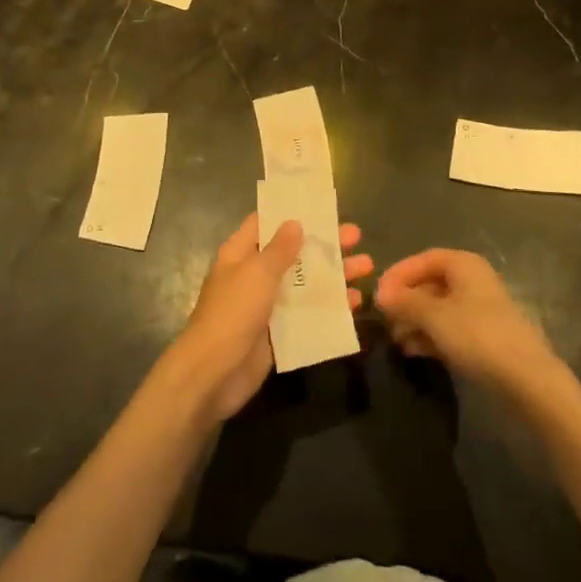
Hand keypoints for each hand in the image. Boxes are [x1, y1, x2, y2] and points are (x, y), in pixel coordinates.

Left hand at [162, 214, 370, 426]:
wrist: (213, 374)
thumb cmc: (233, 313)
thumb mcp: (257, 273)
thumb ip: (279, 249)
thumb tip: (295, 222)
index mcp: (241, 254)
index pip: (265, 223)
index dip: (291, 213)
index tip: (320, 206)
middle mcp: (254, 275)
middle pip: (293, 253)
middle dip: (324, 245)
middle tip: (357, 236)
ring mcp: (267, 305)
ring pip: (305, 284)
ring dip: (334, 276)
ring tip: (367, 267)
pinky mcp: (279, 333)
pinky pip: (308, 314)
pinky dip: (330, 308)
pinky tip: (355, 304)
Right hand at [375, 250, 557, 394]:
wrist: (526, 379)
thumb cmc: (477, 335)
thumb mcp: (434, 316)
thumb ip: (405, 302)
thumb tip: (380, 294)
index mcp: (464, 265)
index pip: (423, 259)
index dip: (399, 274)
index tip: (378, 294)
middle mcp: (472, 281)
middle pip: (429, 284)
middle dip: (405, 302)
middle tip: (384, 320)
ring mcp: (478, 310)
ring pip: (437, 308)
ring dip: (414, 321)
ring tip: (396, 340)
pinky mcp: (482, 336)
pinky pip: (448, 328)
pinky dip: (429, 336)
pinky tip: (413, 351)